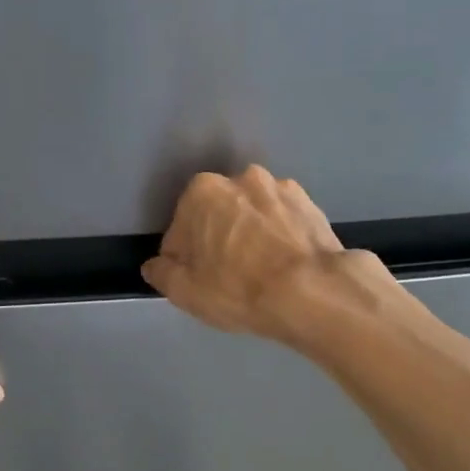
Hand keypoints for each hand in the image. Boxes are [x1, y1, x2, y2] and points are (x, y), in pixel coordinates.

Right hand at [142, 166, 344, 341]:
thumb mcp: (185, 292)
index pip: (179, 228)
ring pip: (253, 214)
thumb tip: (156, 265)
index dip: (184, 257)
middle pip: (218, 213)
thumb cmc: (239, 289)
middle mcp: (241, 178)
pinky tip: (286, 265)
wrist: (313, 292)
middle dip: (218, 238)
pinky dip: (281, 236)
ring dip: (251, 233)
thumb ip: (162, 273)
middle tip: (228, 276)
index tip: (196, 279)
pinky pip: (284, 221)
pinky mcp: (312, 204)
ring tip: (261, 271)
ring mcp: (281, 188)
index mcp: (202, 192)